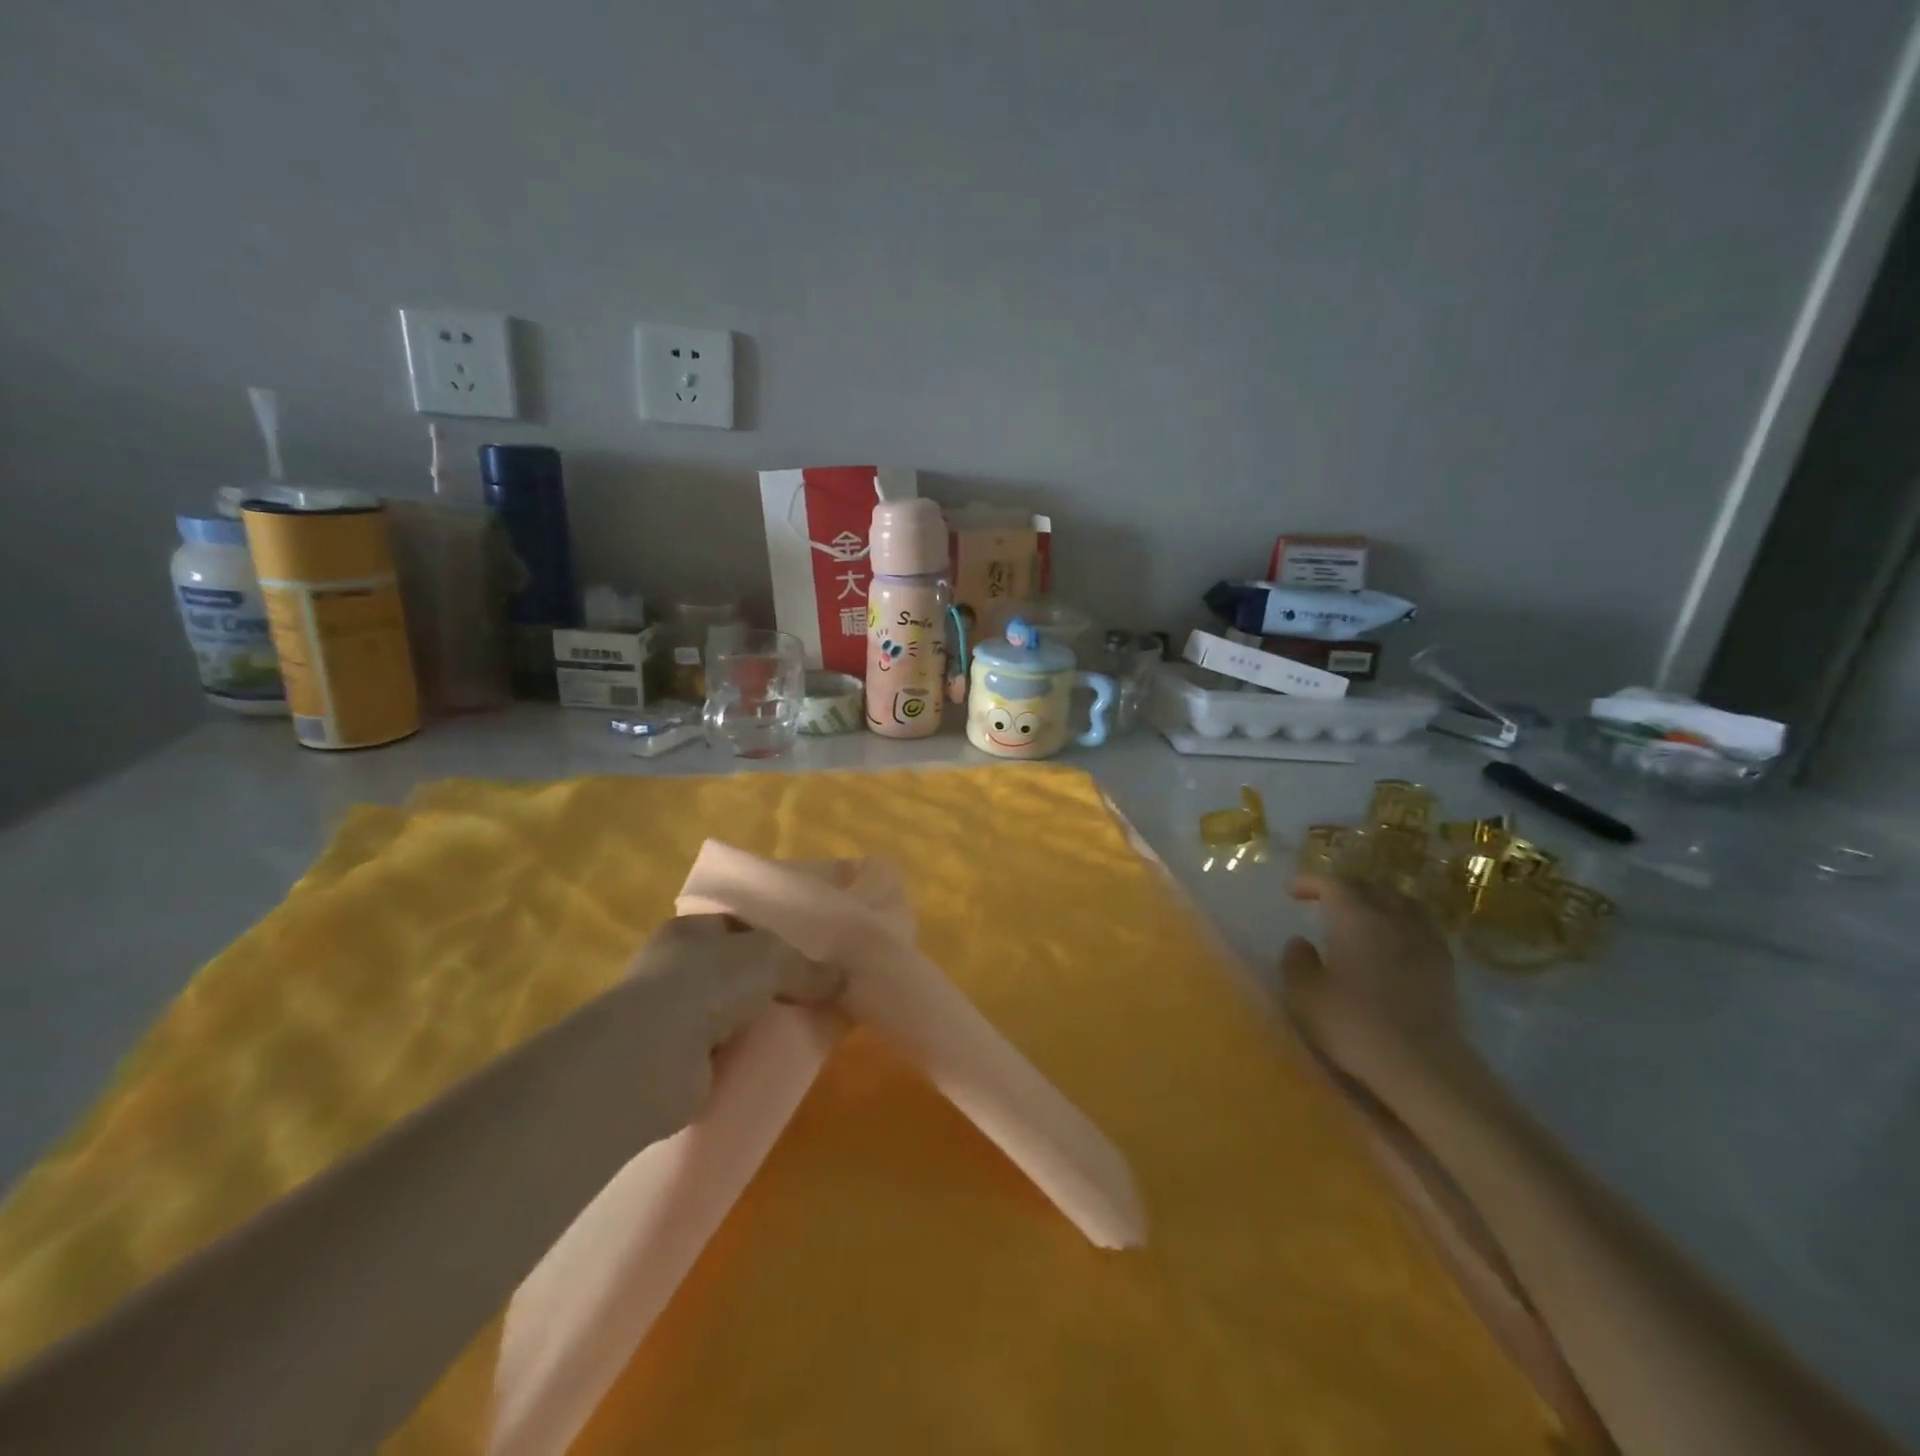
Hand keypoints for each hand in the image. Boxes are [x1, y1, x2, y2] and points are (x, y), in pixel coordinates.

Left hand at [622, 914, 841, 1130]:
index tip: (809, 951)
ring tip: (805, 1029)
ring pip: (732, 1014)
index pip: (737, 926)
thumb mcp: (770, 959)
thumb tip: (842, 980)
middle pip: (736, 970)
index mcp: (690, 931)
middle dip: (771, 983)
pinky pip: (726, 1055)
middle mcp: (675, 970)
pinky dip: (748, 1058)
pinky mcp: (678, 1065)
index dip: (772, 934)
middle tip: (815, 993)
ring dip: (759, 1023)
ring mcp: (673, 1019)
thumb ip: (807, 967)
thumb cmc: (706, 984)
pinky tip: (779, 1062)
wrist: (651, 1058)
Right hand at [1281, 875, 1474, 1093]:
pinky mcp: (1444, 966)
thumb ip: (1296, 961)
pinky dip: (1403, 922)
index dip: (1311, 882)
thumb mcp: (1305, 994)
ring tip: (1362, 913)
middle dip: (1343, 887)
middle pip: (1369, 887)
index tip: (1292, 891)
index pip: (1333, 883)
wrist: (1423, 1066)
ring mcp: (1424, 940)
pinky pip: (1421, 926)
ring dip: (1377, 900)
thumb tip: (1300, 942)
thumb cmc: (1354, 1024)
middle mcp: (1393, 918)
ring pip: (1401, 902)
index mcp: (1356, 917)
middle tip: (1323, 899)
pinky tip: (1394, 940)